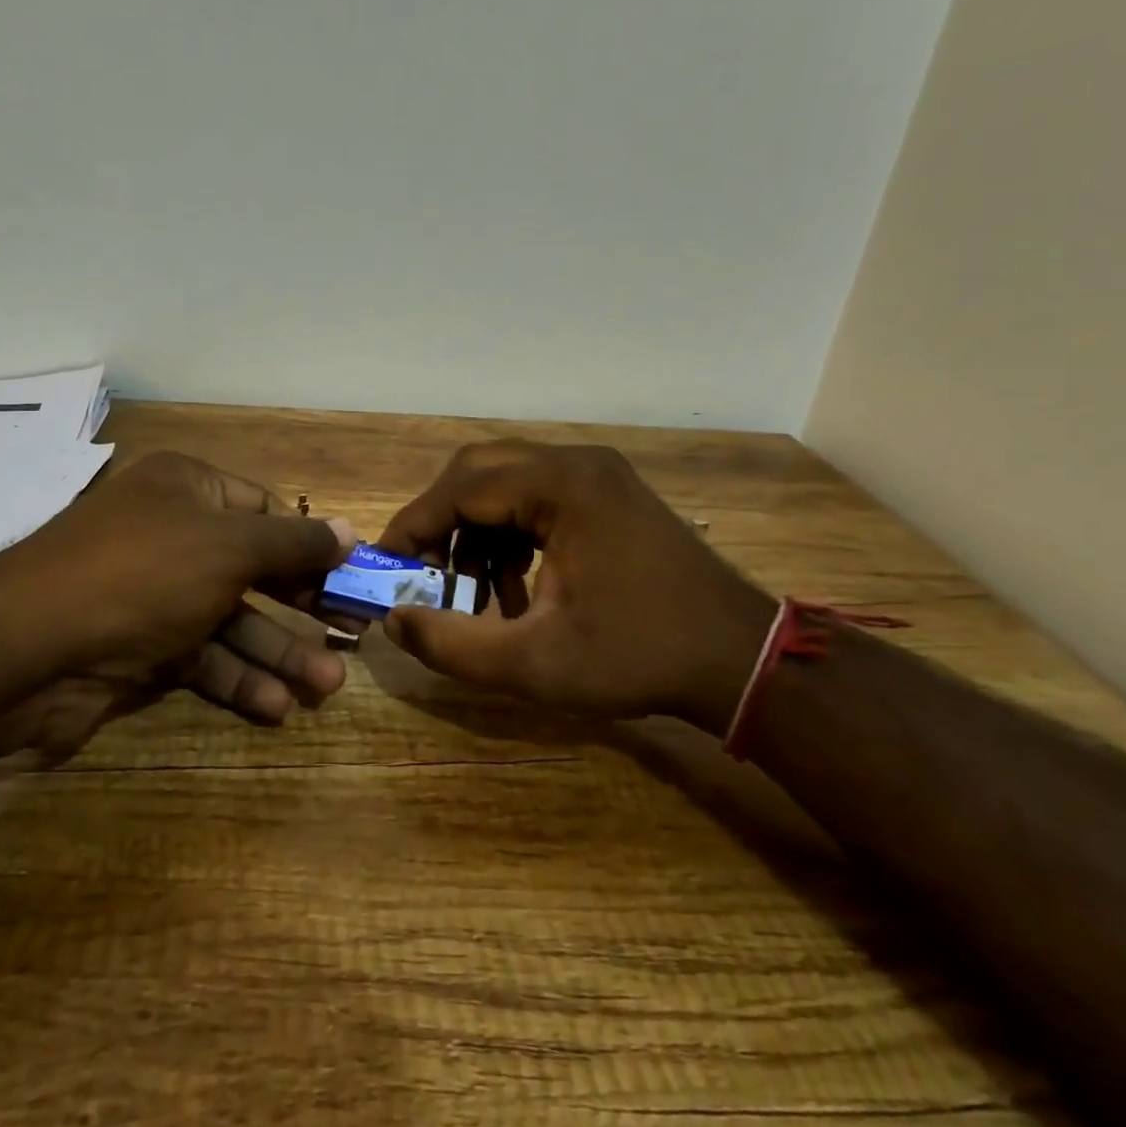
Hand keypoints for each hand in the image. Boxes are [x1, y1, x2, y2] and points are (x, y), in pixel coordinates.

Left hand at [0, 451, 356, 725]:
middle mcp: (172, 534)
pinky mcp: (140, 647)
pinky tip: (274, 707)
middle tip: (350, 635)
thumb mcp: (231, 546)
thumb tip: (351, 531)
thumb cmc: (145, 571)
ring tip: (326, 686)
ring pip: (231, 619)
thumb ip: (295, 543)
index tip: (348, 577)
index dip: (308, 543)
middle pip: (253, 568)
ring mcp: (155, 593)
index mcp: (188, 488)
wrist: (29, 647)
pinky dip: (236, 679)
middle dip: (301, 606)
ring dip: (277, 653)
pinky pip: (201, 657)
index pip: (263, 509)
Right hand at [377, 442, 775, 731]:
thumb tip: (393, 620)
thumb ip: (450, 643)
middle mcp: (576, 463)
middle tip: (423, 571)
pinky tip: (517, 591)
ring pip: (506, 484)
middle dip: (441, 522)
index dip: (413, 526)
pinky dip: (511, 537)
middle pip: (479, 471)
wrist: (739, 659)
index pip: (460, 487)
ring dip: (477, 534)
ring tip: (477, 596)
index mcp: (561, 486)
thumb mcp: (533, 663)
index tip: (386, 566)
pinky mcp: (608, 494)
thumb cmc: (637, 657)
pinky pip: (537, 499)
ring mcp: (597, 475)